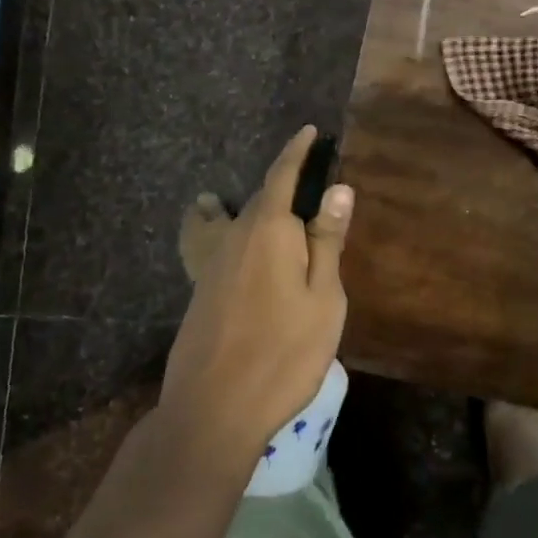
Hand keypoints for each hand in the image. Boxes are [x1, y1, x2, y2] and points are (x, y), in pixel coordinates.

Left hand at [159, 126, 352, 464]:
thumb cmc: (284, 352)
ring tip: (230, 197)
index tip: (309, 131)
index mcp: (269, 231)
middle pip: (259, 198)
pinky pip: (208, 242)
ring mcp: (211, 264)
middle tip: (303, 177)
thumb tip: (339, 189)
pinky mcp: (199, 290)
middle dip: (280, 181)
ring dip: (240, 204)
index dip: (297, 152)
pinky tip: (211, 238)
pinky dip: (210, 227)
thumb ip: (327, 242)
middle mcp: (235, 237)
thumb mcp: (323, 299)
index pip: (283, 176)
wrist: (214, 406)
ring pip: (229, 220)